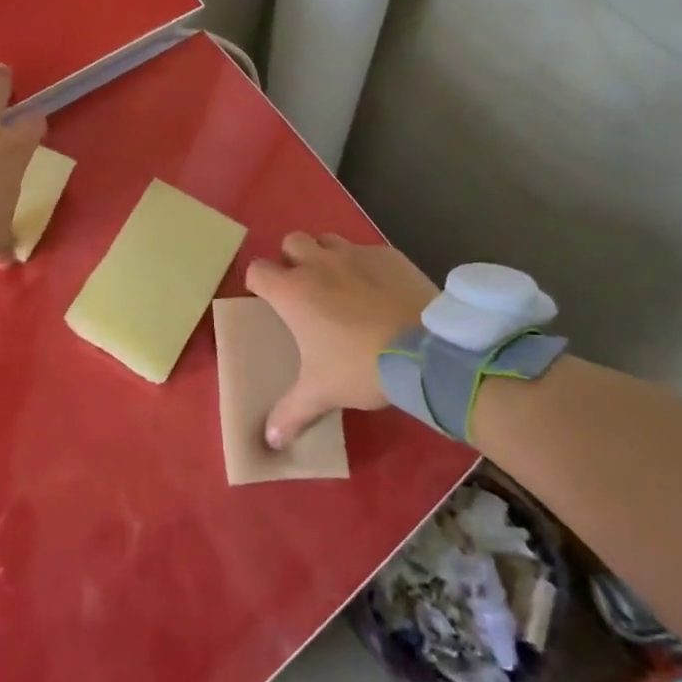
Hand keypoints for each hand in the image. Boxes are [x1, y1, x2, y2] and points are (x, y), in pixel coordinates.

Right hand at [245, 233, 438, 449]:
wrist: (425, 350)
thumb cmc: (360, 366)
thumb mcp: (322, 393)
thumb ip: (291, 413)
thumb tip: (270, 442)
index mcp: (293, 291)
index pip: (257, 270)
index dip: (258, 283)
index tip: (267, 300)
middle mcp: (318, 263)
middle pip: (292, 242)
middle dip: (293, 260)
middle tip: (305, 289)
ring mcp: (355, 254)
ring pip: (329, 239)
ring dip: (326, 255)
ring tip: (340, 284)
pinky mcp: (388, 255)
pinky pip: (367, 251)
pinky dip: (365, 266)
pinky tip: (379, 291)